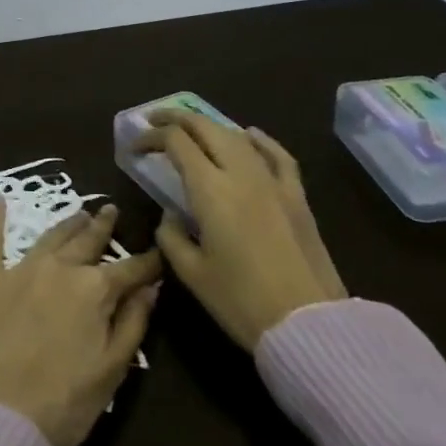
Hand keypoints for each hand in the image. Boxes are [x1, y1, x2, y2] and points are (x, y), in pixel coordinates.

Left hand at [0, 200, 162, 445]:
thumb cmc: (64, 401)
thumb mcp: (112, 369)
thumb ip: (133, 323)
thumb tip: (150, 287)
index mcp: (94, 290)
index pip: (130, 270)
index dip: (148, 262)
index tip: (160, 251)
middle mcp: (59, 268)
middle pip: (87, 241)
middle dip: (103, 227)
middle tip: (111, 210)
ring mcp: (21, 269)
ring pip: (50, 237)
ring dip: (68, 223)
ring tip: (80, 213)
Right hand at [136, 114, 346, 350]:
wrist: (310, 327)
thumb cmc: (242, 302)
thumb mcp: (192, 273)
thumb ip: (172, 236)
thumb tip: (171, 216)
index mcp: (210, 189)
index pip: (175, 142)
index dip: (151, 137)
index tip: (135, 148)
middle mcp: (241, 174)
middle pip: (205, 128)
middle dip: (176, 119)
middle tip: (155, 122)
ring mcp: (273, 182)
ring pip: (237, 136)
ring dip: (209, 127)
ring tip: (192, 130)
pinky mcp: (297, 197)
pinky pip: (277, 155)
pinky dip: (259, 140)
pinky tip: (249, 135)